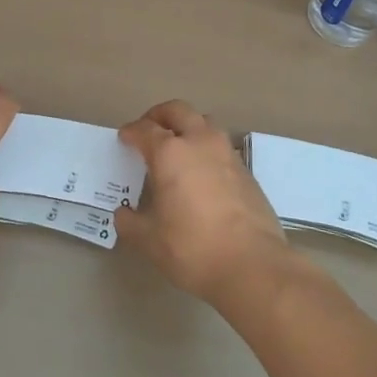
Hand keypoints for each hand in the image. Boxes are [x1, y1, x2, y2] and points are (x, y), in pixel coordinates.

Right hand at [114, 100, 292, 304]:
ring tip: (177, 147)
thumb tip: (123, 213)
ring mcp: (227, 153)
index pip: (145, 129)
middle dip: (159, 115)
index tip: (124, 138)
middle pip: (178, 111)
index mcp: (170, 153)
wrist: (253, 265)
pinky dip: (206, 148)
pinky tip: (202, 172)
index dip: (131, 132)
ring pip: (204, 122)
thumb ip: (130, 223)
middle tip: (149, 129)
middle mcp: (199, 142)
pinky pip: (221, 146)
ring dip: (187, 126)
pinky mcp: (246, 170)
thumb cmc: (192, 248)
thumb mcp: (150, 241)